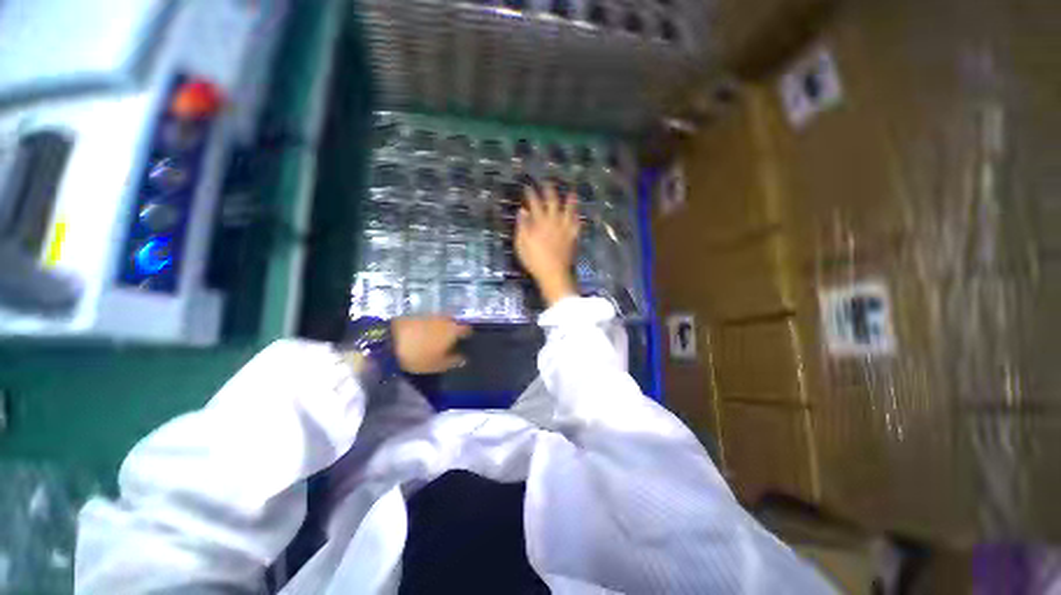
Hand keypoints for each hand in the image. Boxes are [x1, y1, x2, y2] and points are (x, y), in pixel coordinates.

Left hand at [392, 316, 471, 373]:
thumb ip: (454, 361)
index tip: (465, 341)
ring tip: (437, 337)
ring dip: (442, 327)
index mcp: (453, 330)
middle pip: (455, 322)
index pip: (467, 329)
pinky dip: (430, 326)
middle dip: (455, 329)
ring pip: (442, 320)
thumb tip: (464, 358)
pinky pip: (429, 320)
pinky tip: (425, 333)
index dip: (467, 335)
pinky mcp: (417, 314)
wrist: (388, 340)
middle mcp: (445, 319)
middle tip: (451, 339)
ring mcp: (430, 315)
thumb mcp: (438, 365)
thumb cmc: (418, 355)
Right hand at [516, 184, 579, 305]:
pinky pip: (577, 223)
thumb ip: (522, 226)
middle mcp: (554, 221)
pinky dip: (578, 217)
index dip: (531, 193)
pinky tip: (579, 215)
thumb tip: (522, 210)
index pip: (535, 203)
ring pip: (569, 209)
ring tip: (571, 192)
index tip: (528, 186)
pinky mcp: (573, 237)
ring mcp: (565, 228)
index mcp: (539, 222)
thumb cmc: (534, 260)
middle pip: (552, 201)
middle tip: (547, 182)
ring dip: (570, 200)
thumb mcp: (521, 244)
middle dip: (549, 190)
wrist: (553, 273)